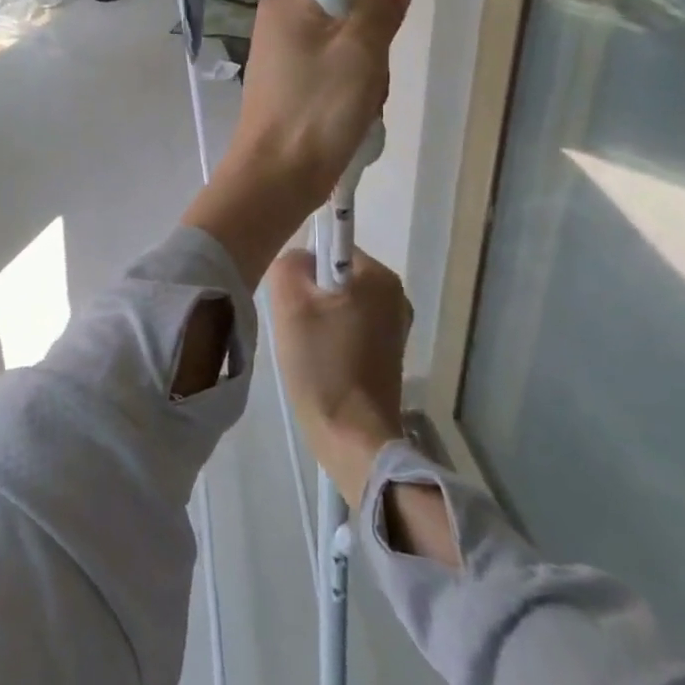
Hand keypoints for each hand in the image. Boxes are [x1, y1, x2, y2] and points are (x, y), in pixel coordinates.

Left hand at [181, 0, 411, 284]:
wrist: (277, 177)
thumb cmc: (317, 107)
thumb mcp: (360, 49)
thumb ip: (380, 8)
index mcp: (285, 6)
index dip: (370, 19)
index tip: (367, 49)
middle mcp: (279, 28)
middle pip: (352, 28)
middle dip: (370, 62)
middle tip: (362, 90)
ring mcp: (282, 64)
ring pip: (349, 62)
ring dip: (365, 90)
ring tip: (354, 115)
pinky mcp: (289, 95)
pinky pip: (335, 87)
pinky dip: (349, 106)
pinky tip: (347, 128)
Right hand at [265, 248, 411, 506]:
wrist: (353, 438)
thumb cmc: (322, 365)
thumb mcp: (290, 304)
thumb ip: (288, 264)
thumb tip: (297, 259)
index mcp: (379, 276)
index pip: (331, 245)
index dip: (305, 267)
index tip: (294, 298)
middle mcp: (395, 295)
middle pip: (336, 274)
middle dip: (310, 293)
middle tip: (295, 323)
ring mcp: (395, 326)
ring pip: (340, 301)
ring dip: (318, 316)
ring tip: (306, 346)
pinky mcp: (389, 352)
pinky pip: (351, 325)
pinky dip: (331, 335)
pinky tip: (320, 361)